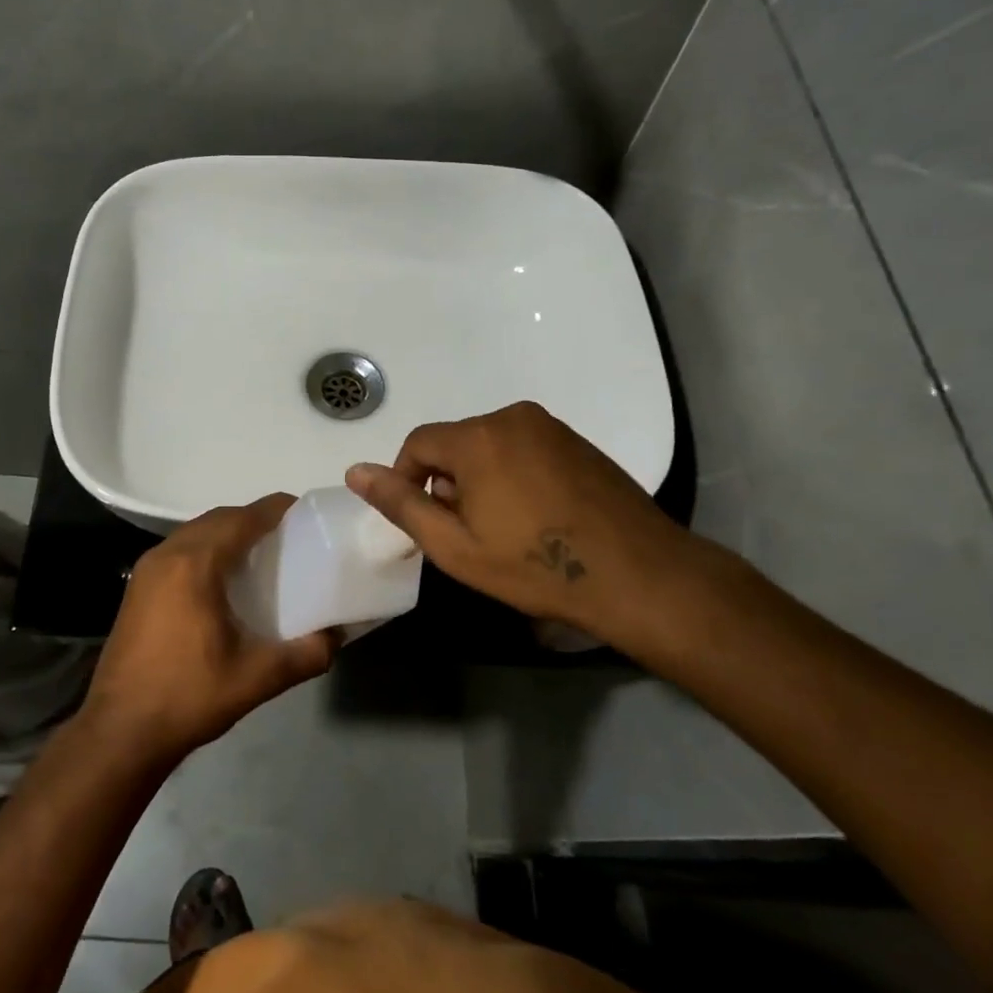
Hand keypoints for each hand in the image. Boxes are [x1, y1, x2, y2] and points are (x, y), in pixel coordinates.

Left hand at [79, 495, 339, 766]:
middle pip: (217, 519)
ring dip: (226, 533)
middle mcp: (167, 555)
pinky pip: (178, 550)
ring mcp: (146, 570)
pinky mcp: (136, 588)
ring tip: (259, 554)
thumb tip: (336, 636)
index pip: (242, 519)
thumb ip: (305, 654)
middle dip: (252, 519)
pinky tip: (222, 579)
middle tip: (287, 536)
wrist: (120, 730)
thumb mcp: (256, 678)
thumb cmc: (188, 696)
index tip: (303, 512)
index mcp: (195, 564)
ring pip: (194, 532)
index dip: (274, 510)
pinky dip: (205, 549)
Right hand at [345, 402, 717, 648]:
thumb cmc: (535, 566)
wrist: (638, 575)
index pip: (418, 444)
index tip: (424, 521)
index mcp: (477, 437)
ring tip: (502, 527)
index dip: (407, 481)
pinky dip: (513, 474)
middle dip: (447, 482)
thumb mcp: (455, 545)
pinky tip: (535, 516)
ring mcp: (549, 427)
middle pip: (454, 443)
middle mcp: (511, 417)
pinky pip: (523, 448)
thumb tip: (355, 471)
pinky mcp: (577, 441)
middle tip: (465, 531)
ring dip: (480, 479)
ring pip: (489, 446)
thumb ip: (401, 504)